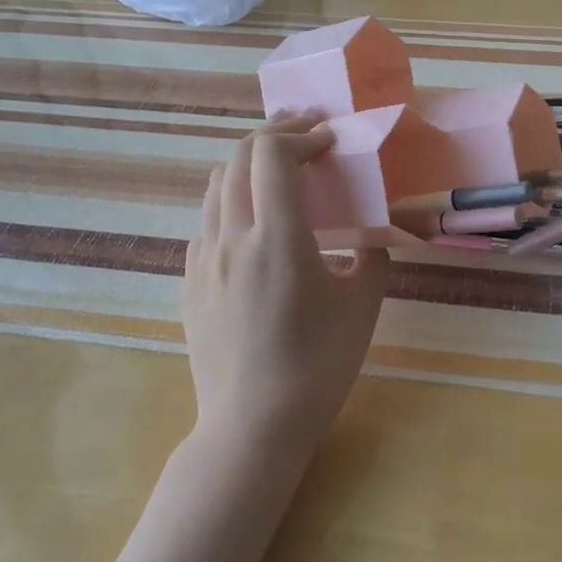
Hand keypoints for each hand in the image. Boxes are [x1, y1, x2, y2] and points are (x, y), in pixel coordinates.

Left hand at [182, 113, 389, 459]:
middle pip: (240, 157)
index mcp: (277, 238)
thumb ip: (371, 257)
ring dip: (249, 162)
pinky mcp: (190, 281)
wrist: (251, 428)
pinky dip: (232, 198)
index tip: (329, 142)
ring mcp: (204, 259)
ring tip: (279, 165)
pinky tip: (253, 219)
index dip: (301, 135)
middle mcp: (232, 237)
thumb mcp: (363, 306)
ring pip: (217, 184)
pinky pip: (207, 220)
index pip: (272, 154)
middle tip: (307, 134)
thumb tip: (366, 237)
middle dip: (275, 134)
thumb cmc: (317, 366)